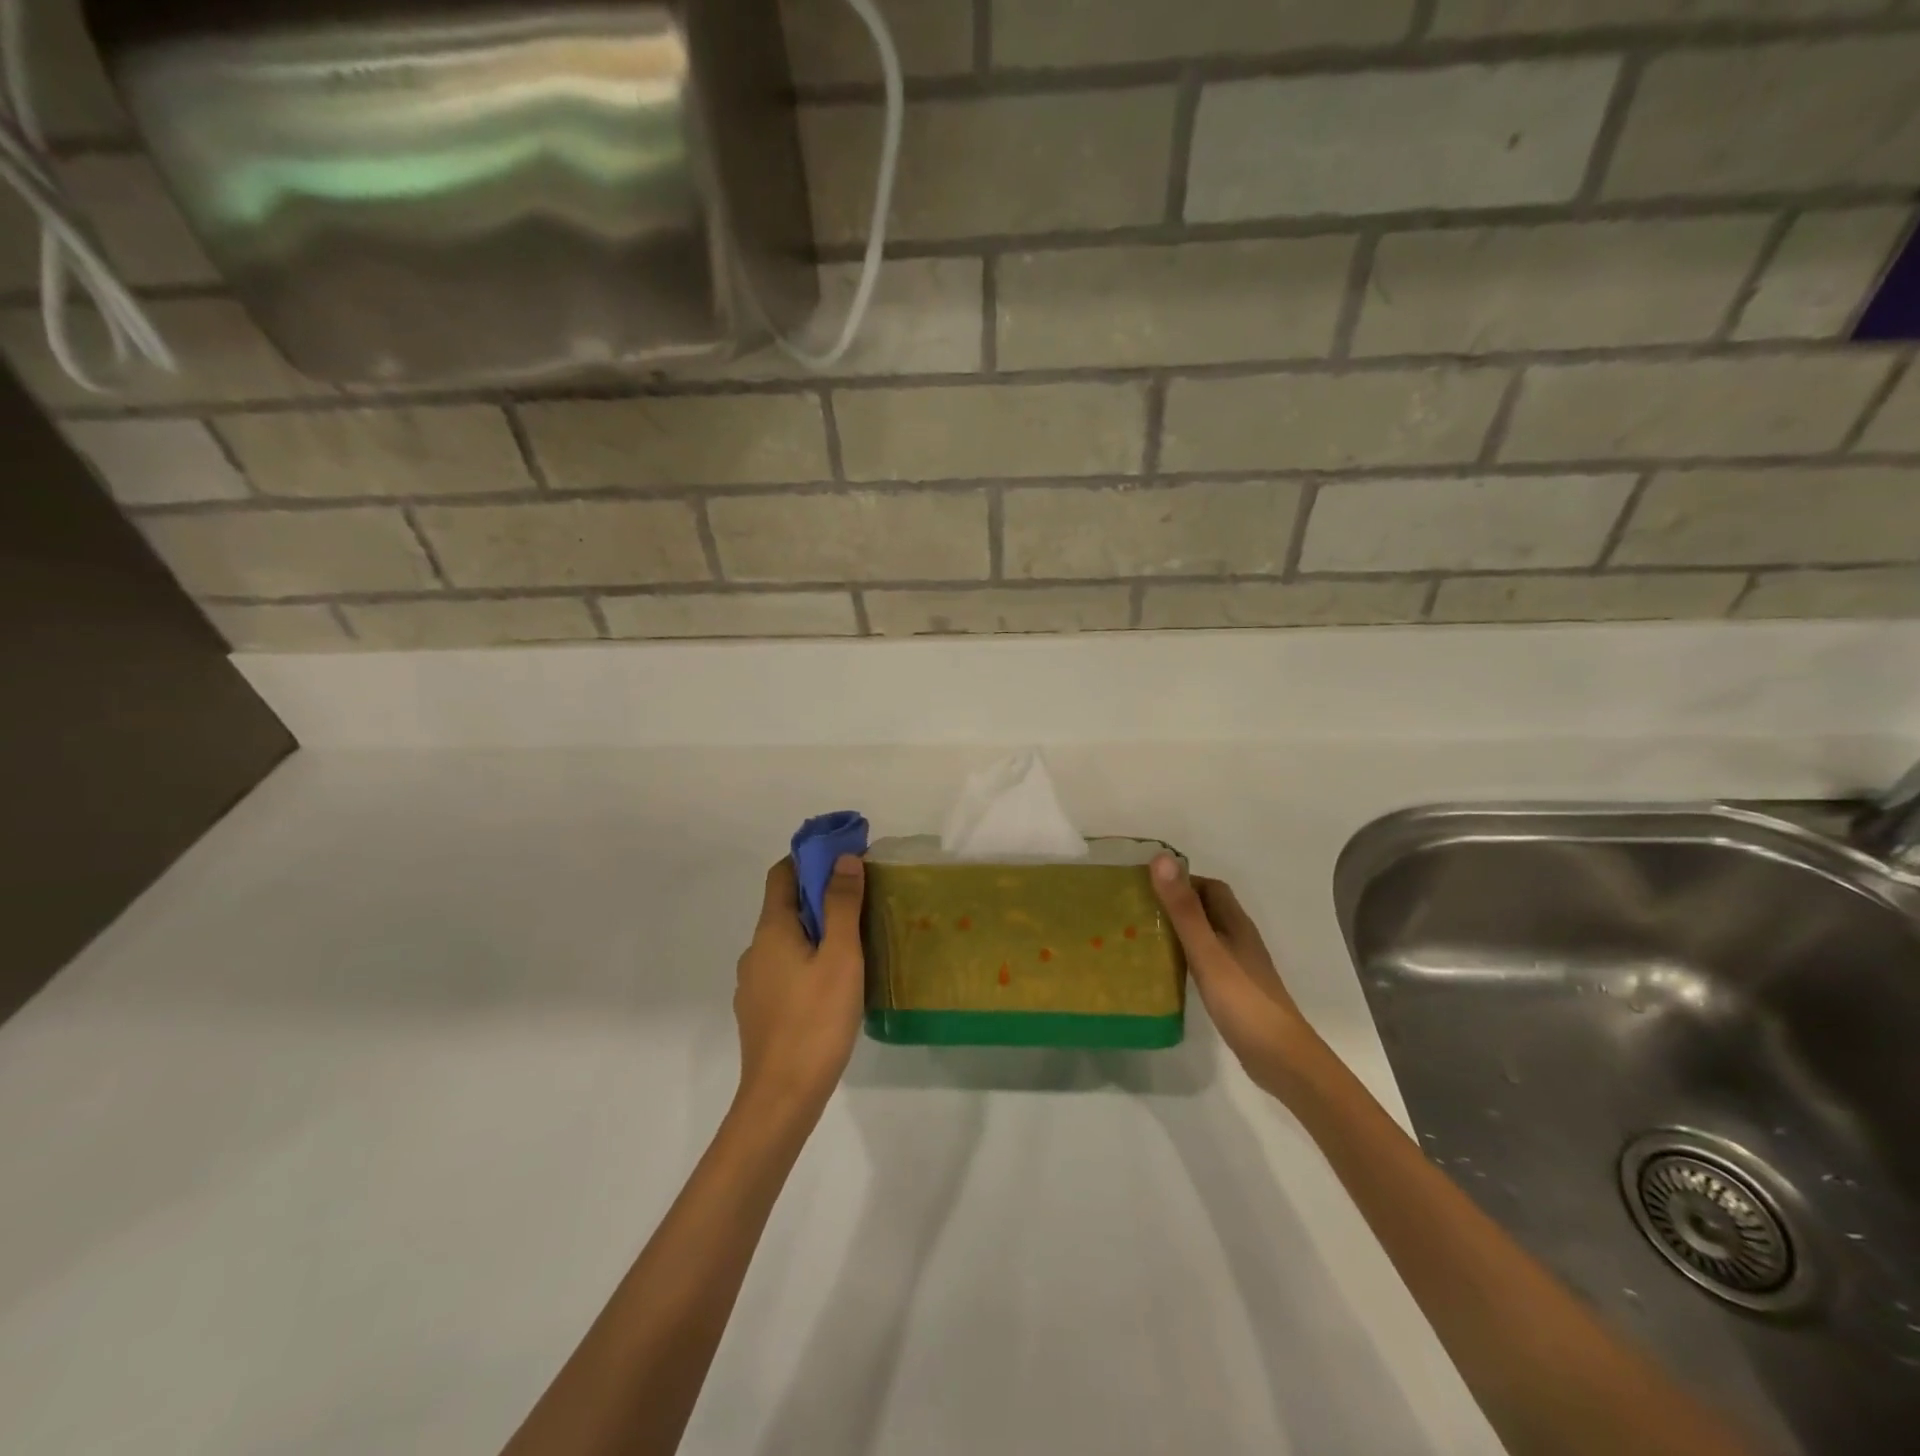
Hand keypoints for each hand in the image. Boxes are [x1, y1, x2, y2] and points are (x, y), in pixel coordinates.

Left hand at [733, 855, 866, 1115]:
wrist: (782, 1098)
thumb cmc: (816, 1020)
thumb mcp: (841, 957)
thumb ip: (842, 905)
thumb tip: (843, 858)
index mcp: (771, 931)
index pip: (783, 874)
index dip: (811, 859)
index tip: (845, 858)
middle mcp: (755, 951)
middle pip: (786, 907)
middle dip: (821, 896)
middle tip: (862, 902)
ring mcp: (753, 984)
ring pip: (786, 942)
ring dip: (816, 932)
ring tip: (855, 945)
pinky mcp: (759, 1011)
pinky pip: (785, 970)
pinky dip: (807, 962)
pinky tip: (834, 985)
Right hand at [1150, 855, 1327, 1101]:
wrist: (1280, 1059)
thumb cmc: (1242, 1000)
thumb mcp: (1206, 951)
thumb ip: (1183, 909)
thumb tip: (1161, 859)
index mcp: (1236, 924)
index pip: (1209, 887)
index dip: (1181, 880)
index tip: (1146, 885)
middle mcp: (1239, 939)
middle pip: (1207, 909)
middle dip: (1176, 904)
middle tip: (1138, 910)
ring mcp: (1239, 967)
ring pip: (1206, 936)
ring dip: (1179, 931)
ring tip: (1142, 936)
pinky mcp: (1234, 991)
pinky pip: (1205, 961)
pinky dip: (1185, 957)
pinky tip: (1166, 970)